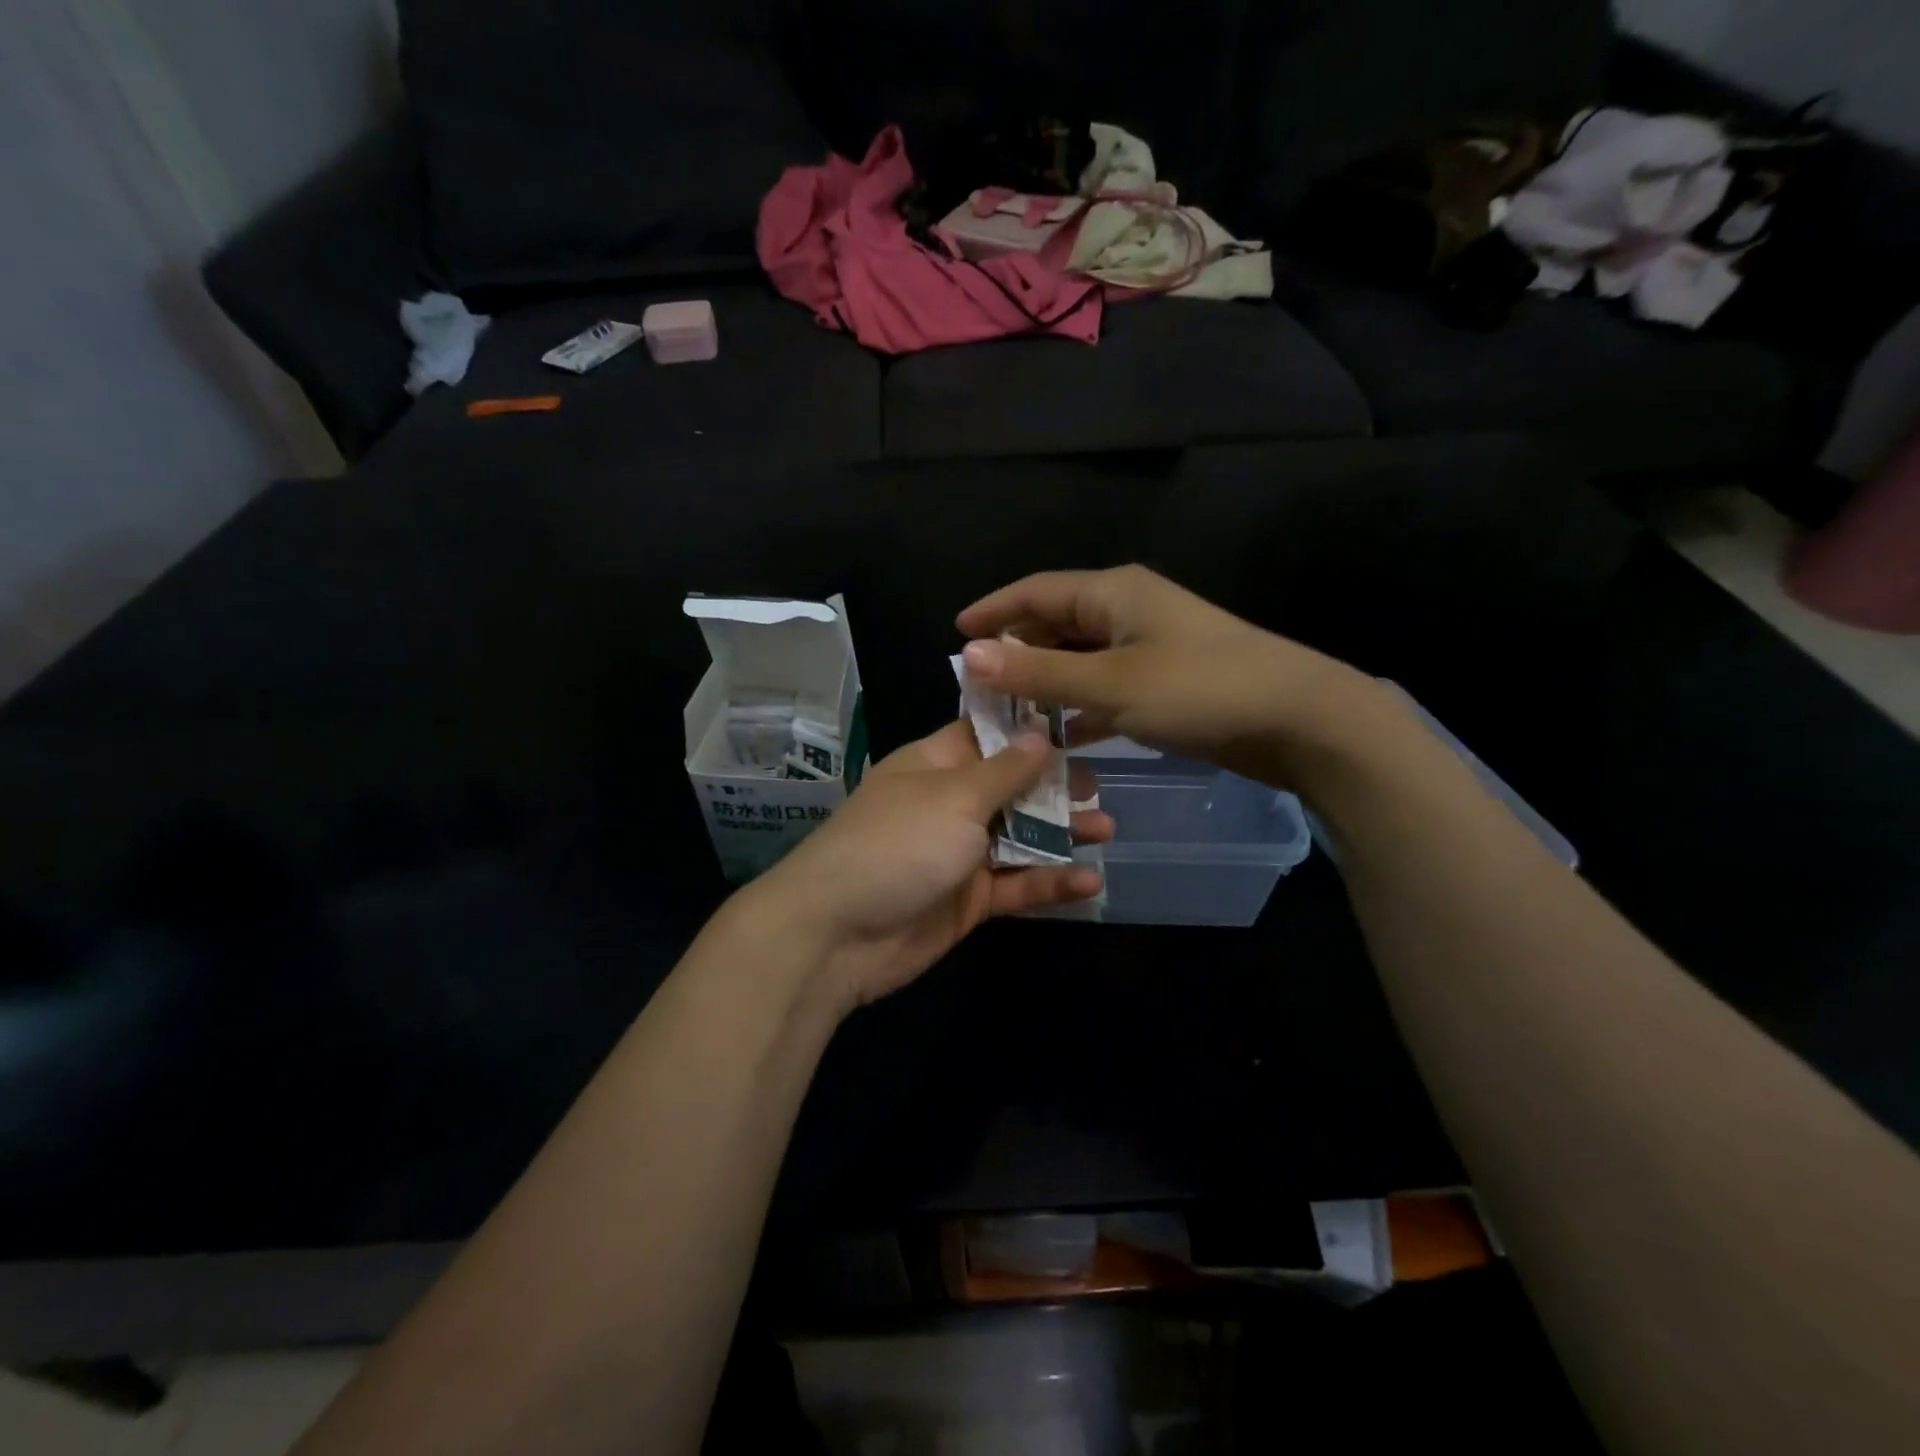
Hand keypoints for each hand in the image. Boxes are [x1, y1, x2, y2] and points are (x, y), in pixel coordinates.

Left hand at [749, 720, 1111, 1010]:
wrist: (837, 934)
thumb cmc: (897, 843)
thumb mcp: (955, 797)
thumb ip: (1005, 770)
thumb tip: (1040, 732)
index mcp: (936, 765)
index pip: (987, 734)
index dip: (1029, 728)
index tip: (1078, 722)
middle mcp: (949, 804)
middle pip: (1011, 786)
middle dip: (1055, 785)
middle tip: (1099, 787)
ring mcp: (959, 853)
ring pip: (1020, 836)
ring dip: (1061, 834)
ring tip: (1107, 830)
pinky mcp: (968, 900)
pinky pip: (1015, 885)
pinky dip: (1049, 883)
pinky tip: (1089, 881)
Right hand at [957, 565, 1378, 786]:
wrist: (1299, 720)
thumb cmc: (1199, 690)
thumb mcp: (1110, 683)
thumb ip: (1038, 673)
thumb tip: (970, 655)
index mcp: (1113, 594)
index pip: (1036, 591)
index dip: (994, 609)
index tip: (957, 634)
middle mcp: (1129, 611)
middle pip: (1056, 623)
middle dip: (1017, 651)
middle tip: (979, 686)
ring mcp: (1151, 646)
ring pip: (1081, 658)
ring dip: (1046, 683)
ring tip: (1009, 712)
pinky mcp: (1167, 681)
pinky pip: (1107, 686)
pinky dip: (1081, 706)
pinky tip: (1062, 734)